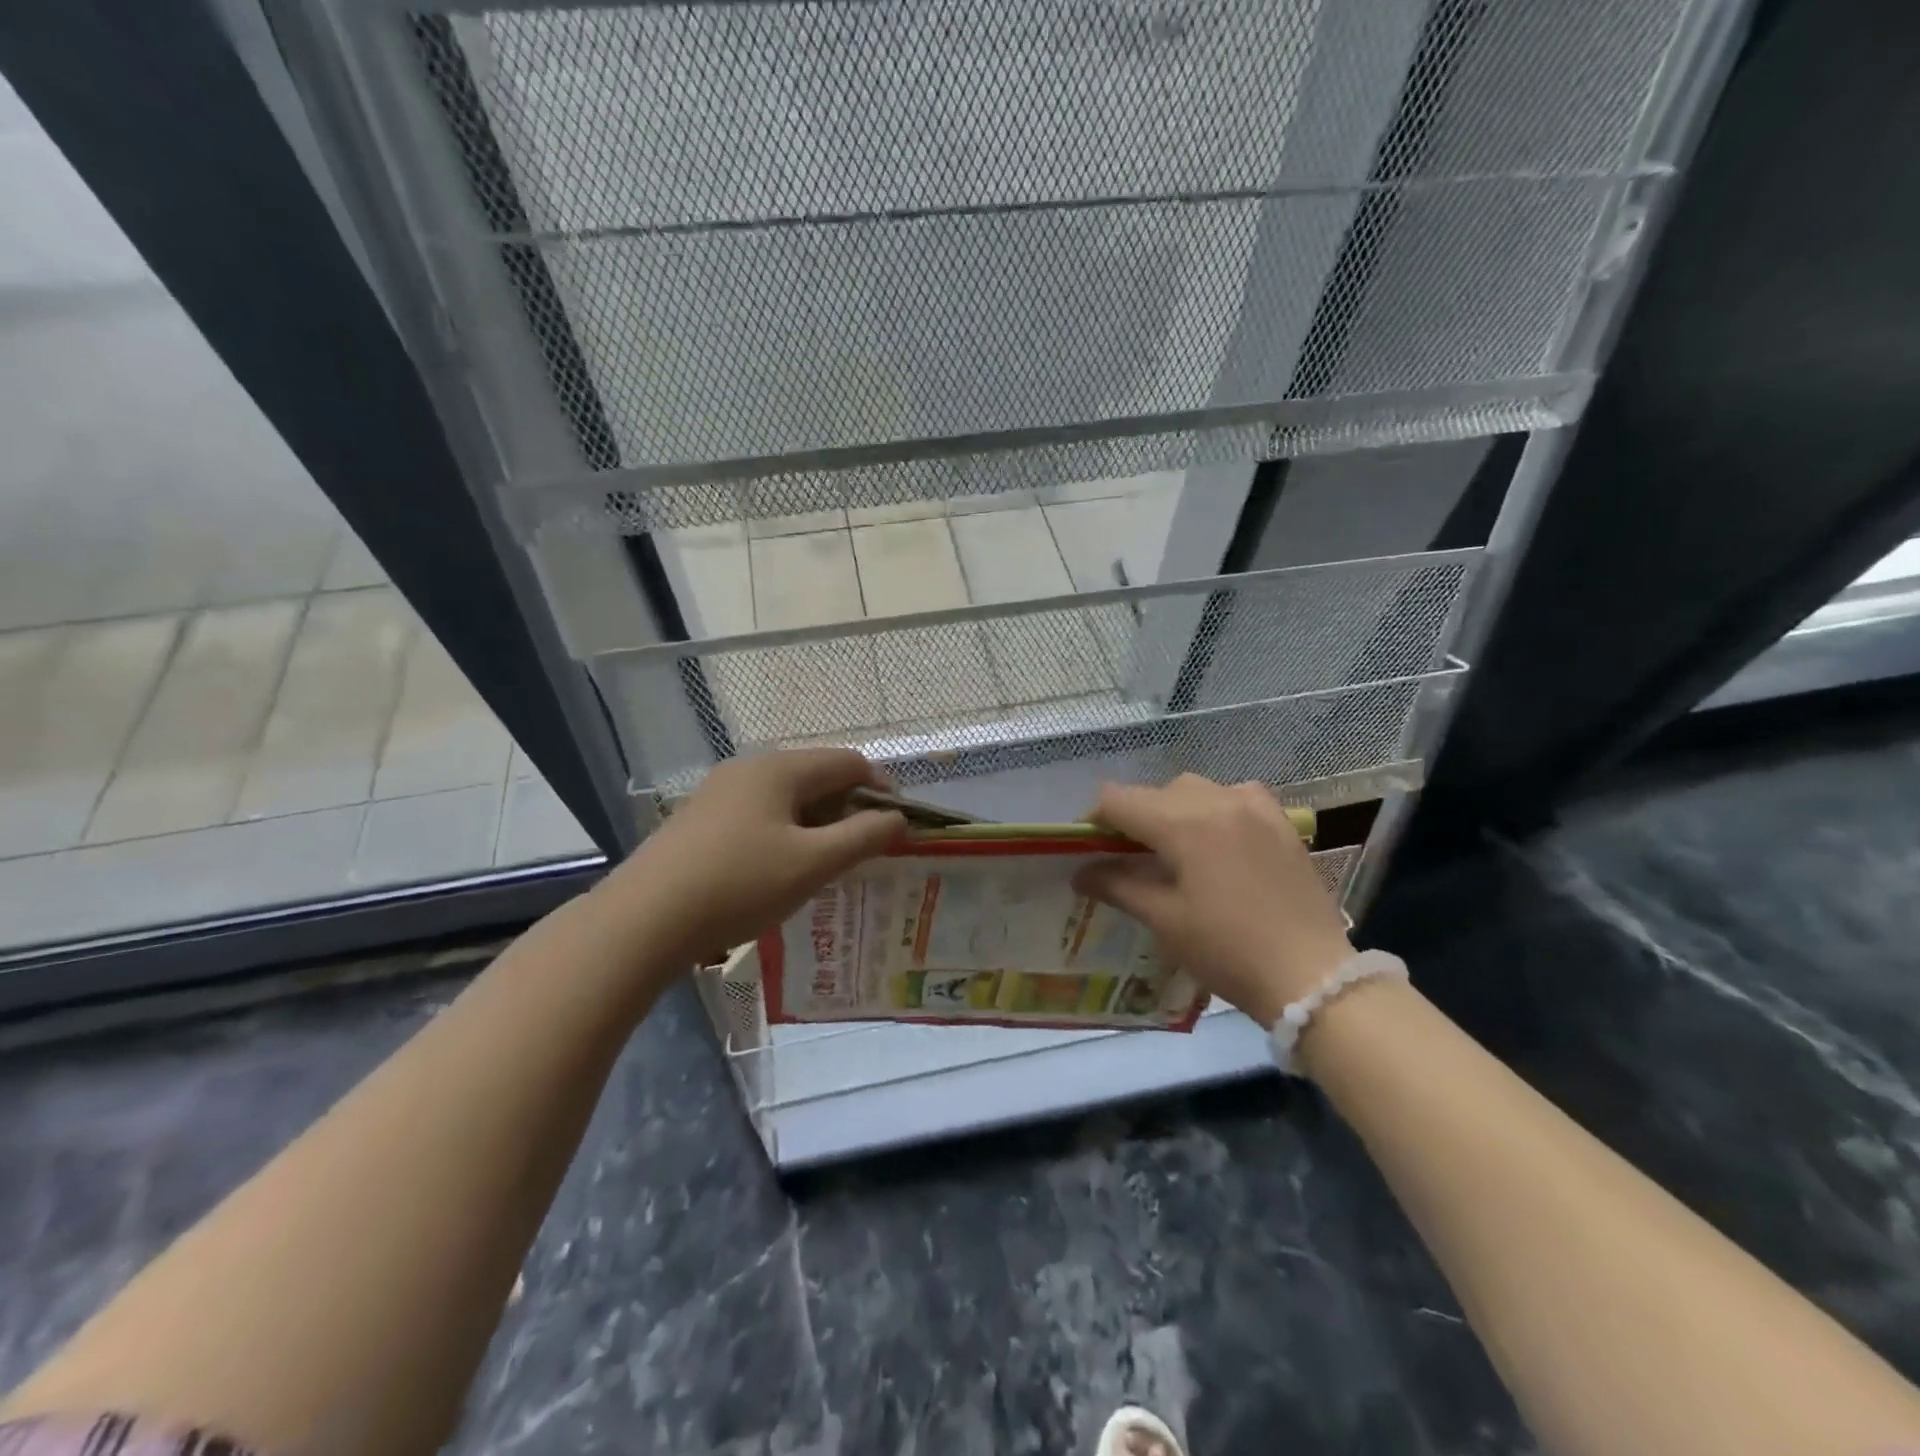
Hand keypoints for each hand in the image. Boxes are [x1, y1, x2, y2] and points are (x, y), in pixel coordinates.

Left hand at [606, 749, 905, 961]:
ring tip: (827, 863)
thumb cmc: (739, 885)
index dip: (881, 788)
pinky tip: (780, 869)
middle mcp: (750, 769)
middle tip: (865, 850)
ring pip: (787, 797)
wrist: (643, 920)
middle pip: (817, 776)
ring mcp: (720, 792)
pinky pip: (760, 814)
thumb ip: (863, 837)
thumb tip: (898, 818)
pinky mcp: (701, 819)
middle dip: (849, 808)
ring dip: (817, 823)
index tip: (897, 825)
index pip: (849, 762)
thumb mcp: (812, 864)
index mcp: (780, 769)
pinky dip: (785, 832)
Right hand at [1073, 775, 1354, 1027]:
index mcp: (1182, 823)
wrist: (1311, 975)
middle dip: (1133, 817)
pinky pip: (1237, 795)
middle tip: (1128, 856)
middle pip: (1155, 792)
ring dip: (1174, 809)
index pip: (1118, 799)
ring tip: (1174, 847)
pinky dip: (1217, 806)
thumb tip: (1081, 873)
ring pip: (1196, 789)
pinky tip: (1220, 836)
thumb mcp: (1164, 920)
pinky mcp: (1282, 822)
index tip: (1089, 847)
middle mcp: (1216, 800)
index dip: (1095, 819)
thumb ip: (1118, 885)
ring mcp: (1254, 807)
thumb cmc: (1227, 950)